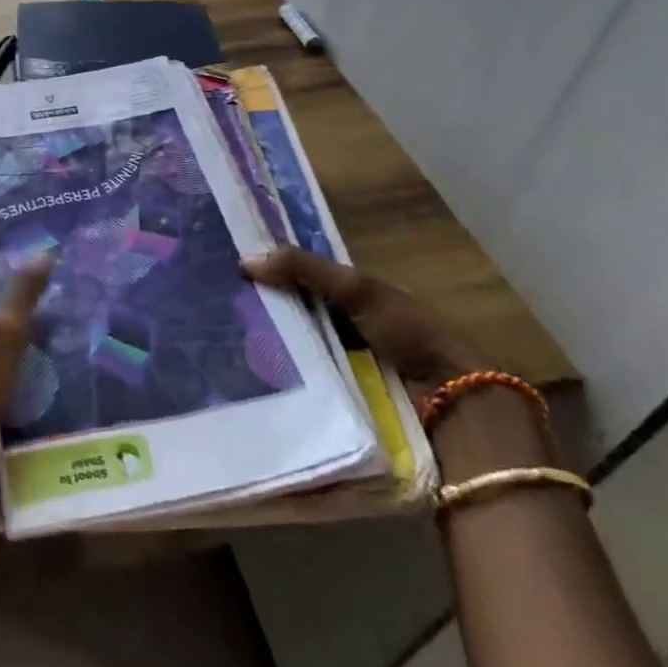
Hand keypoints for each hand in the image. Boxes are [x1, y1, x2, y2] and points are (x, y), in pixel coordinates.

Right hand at [242, 246, 487, 398]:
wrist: (454, 407)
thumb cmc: (410, 334)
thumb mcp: (358, 290)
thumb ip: (304, 269)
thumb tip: (243, 260)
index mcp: (351, 298)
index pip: (298, 280)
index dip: (266, 275)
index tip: (225, 272)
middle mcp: (342, 330)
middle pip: (290, 318)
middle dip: (258, 315)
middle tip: (213, 311)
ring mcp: (339, 369)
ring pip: (289, 354)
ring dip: (263, 352)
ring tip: (221, 346)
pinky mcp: (337, 403)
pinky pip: (298, 388)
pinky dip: (277, 383)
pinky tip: (245, 380)